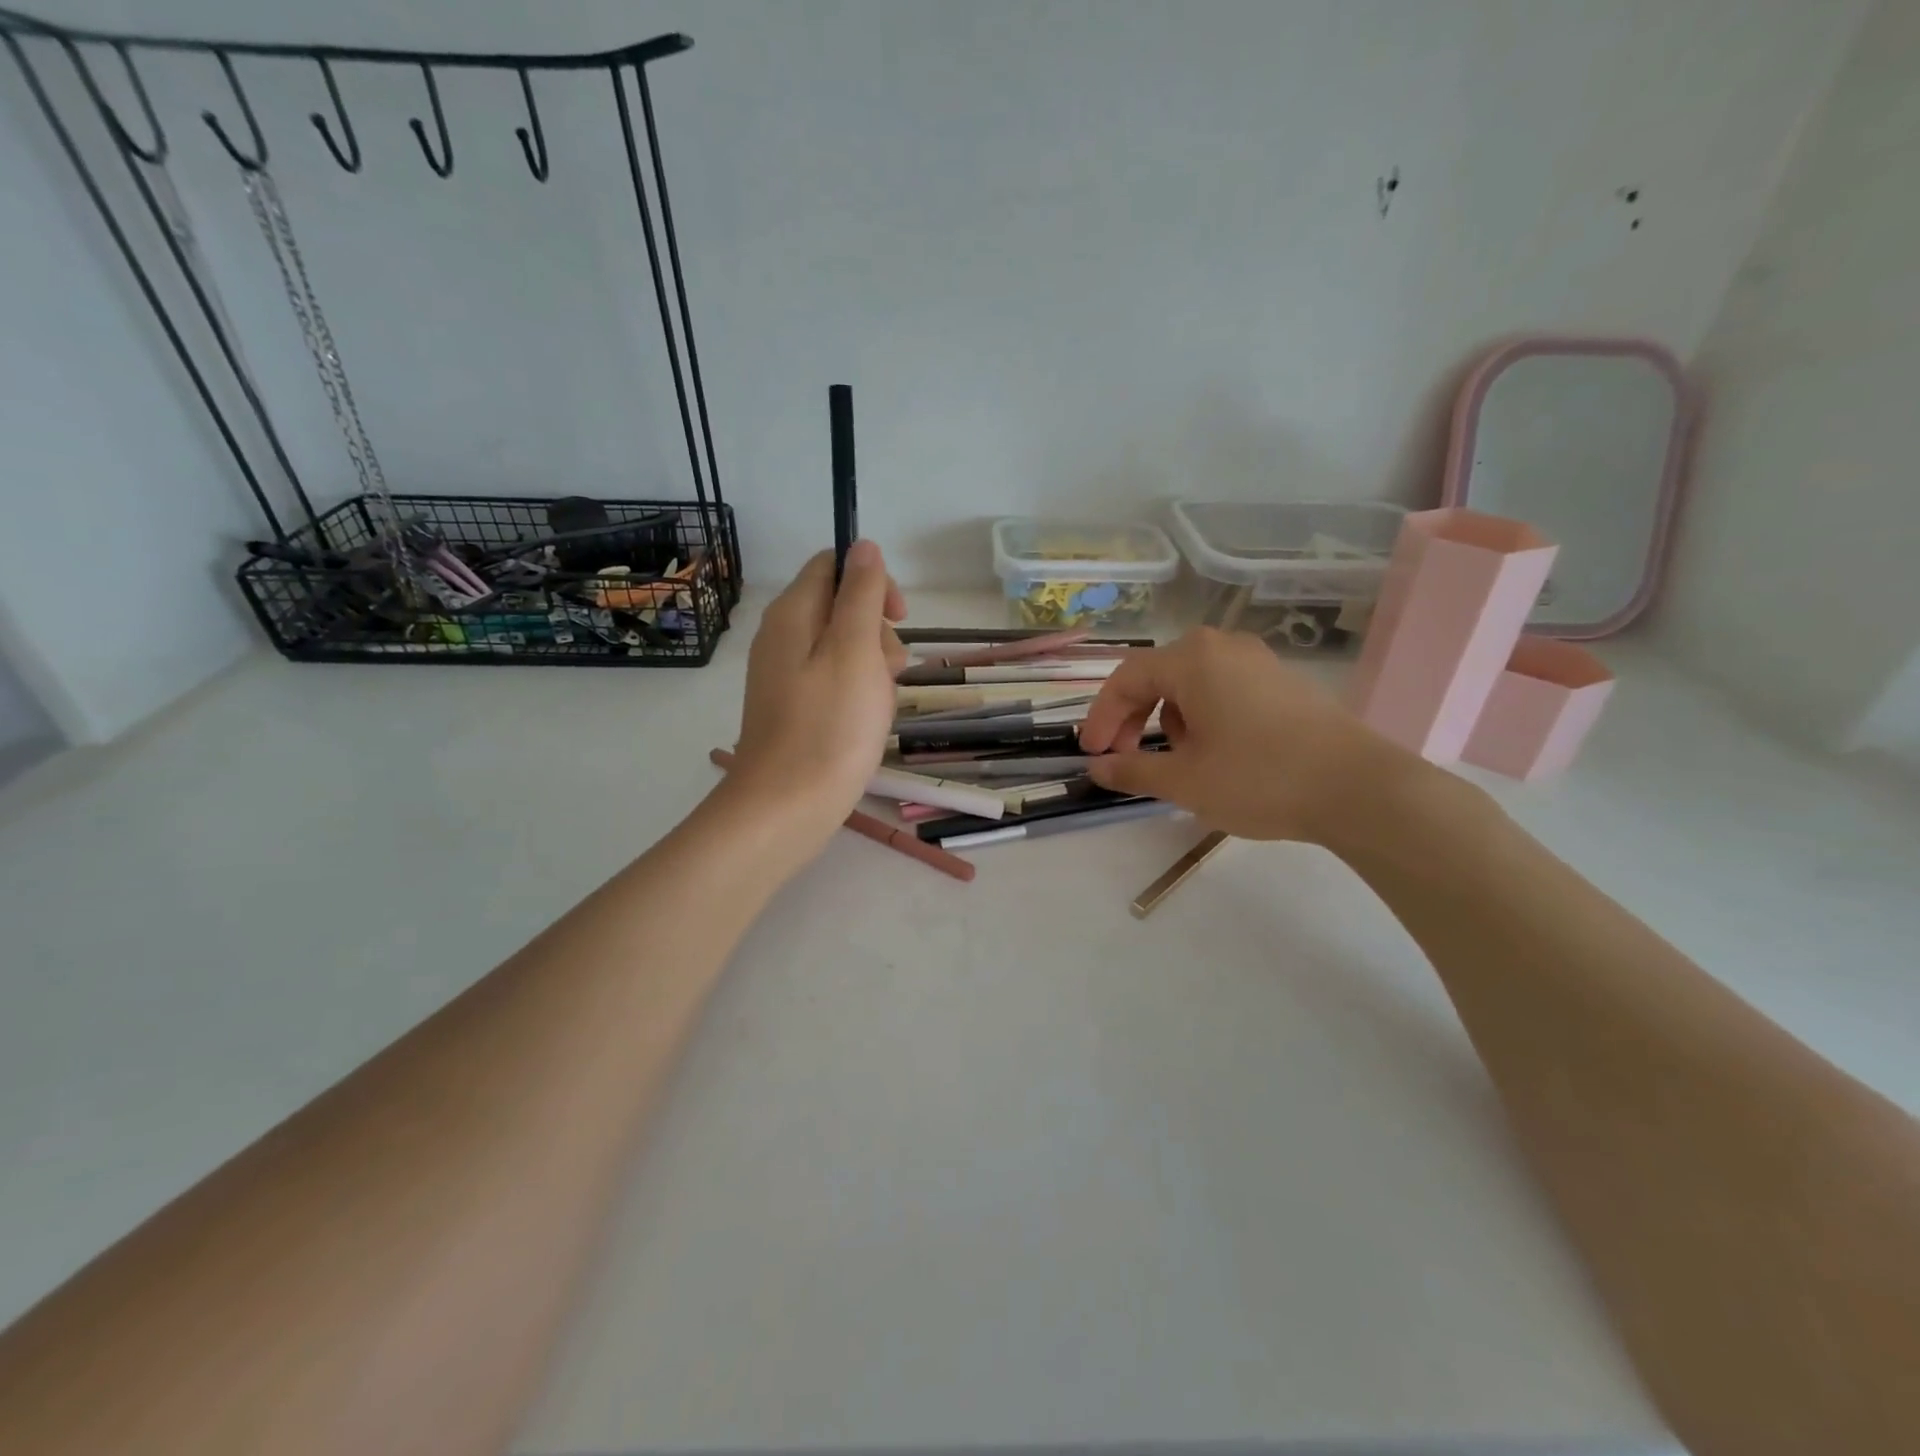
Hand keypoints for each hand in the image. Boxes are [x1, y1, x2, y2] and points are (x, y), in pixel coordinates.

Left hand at [726, 540, 906, 854]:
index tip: (898, 618)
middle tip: (890, 670)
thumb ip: (861, 593)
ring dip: (873, 667)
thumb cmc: (830, 726)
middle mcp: (783, 636)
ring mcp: (786, 674)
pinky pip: (834, 681)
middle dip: (877, 632)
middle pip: (841, 607)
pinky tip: (866, 722)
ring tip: (879, 705)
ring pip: (844, 648)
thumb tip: (863, 545)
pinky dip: (858, 693)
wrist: (788, 806)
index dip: (872, 582)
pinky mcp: (794, 707)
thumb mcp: (855, 650)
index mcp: (793, 613)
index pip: (834, 565)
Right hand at [1076, 627, 1421, 844]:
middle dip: (1131, 717)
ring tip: (1174, 760)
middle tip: (1121, 757)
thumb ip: (1132, 770)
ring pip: (1190, 683)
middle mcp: (1222, 647)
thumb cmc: (1259, 779)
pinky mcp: (1282, 681)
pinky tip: (1214, 752)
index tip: (1091, 755)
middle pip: (1157, 675)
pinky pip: (1223, 689)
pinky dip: (1202, 716)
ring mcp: (1257, 661)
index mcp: (1192, 659)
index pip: (1125, 679)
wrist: (1359, 788)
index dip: (1100, 717)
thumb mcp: (1184, 780)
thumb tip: (1097, 769)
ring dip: (1167, 718)